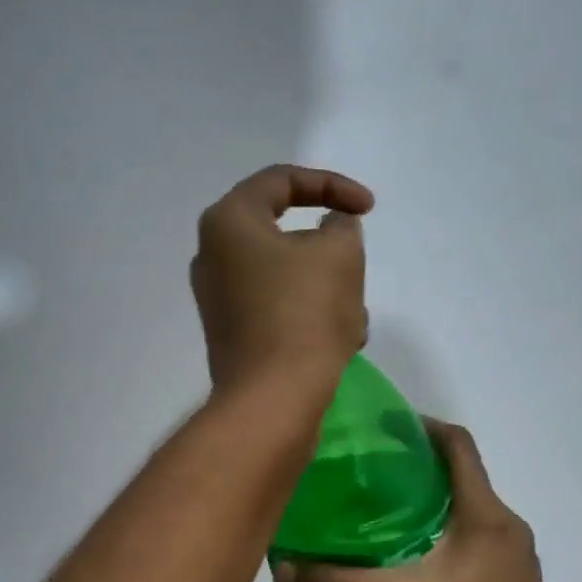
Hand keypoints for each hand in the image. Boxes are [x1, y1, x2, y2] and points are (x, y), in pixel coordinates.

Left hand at [192, 165, 374, 395]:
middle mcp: (213, 257)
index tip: (368, 208)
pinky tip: (339, 343)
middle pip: (285, 235)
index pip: (282, 181)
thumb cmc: (305, 314)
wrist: (273, 400)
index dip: (332, 185)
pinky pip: (279, 311)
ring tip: (353, 318)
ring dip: (328, 291)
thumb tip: (330, 229)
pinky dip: (310, 318)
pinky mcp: (233, 337)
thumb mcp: (340, 253)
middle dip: (331, 253)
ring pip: (288, 278)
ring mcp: (220, 301)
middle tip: (356, 269)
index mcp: (228, 222)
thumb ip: (341, 226)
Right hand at [271, 421, 570, 581]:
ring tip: (377, 519)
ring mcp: (516, 560)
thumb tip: (283, 568)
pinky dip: (441, 538)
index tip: (381, 429)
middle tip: (365, 478)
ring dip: (427, 508)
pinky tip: (406, 566)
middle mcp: (508, 527)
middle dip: (415, 471)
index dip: (421, 427)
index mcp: (486, 515)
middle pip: (461, 477)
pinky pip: (474, 543)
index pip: (458, 445)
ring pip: (467, 514)